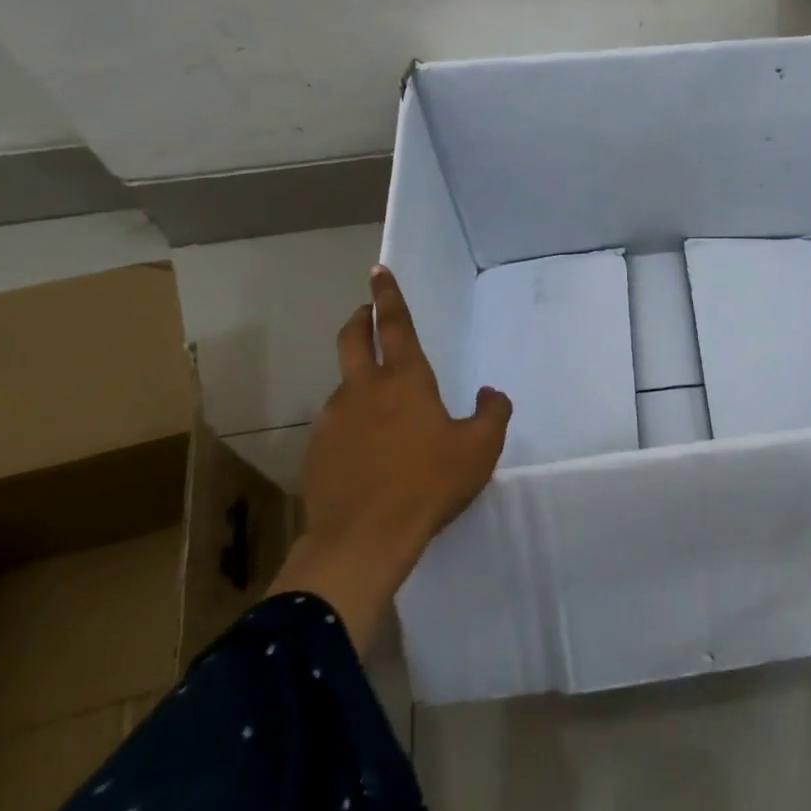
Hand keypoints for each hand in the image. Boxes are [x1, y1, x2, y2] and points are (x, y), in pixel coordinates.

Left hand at [270, 266, 512, 648]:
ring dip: (358, 377)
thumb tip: (490, 393)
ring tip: (379, 403)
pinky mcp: (317, 449)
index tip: (378, 271)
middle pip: (352, 338)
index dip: (388, 294)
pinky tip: (365, 447)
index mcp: (405, 379)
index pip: (395, 323)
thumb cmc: (429, 484)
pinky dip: (351, 419)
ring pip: (344, 383)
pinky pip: (336, 421)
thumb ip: (492, 412)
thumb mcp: (480, 448)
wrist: (363, 538)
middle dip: (359, 318)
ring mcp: (334, 418)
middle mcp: (364, 388)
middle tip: (365, 311)